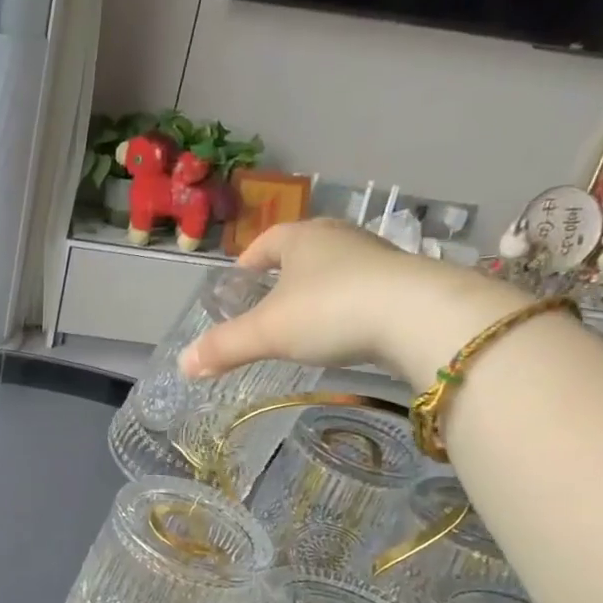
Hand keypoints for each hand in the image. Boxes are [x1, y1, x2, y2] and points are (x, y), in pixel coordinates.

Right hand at [179, 219, 526, 390]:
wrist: (419, 317)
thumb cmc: (330, 311)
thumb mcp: (267, 332)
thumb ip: (224, 347)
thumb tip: (183, 364)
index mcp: (302, 238)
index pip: (266, 242)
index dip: (248, 261)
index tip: (238, 283)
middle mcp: (340, 238)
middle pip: (304, 250)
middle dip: (284, 273)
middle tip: (268, 300)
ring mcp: (378, 258)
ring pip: (337, 269)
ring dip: (319, 289)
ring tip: (306, 320)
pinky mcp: (406, 283)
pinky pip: (365, 290)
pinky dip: (349, 306)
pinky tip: (346, 331)